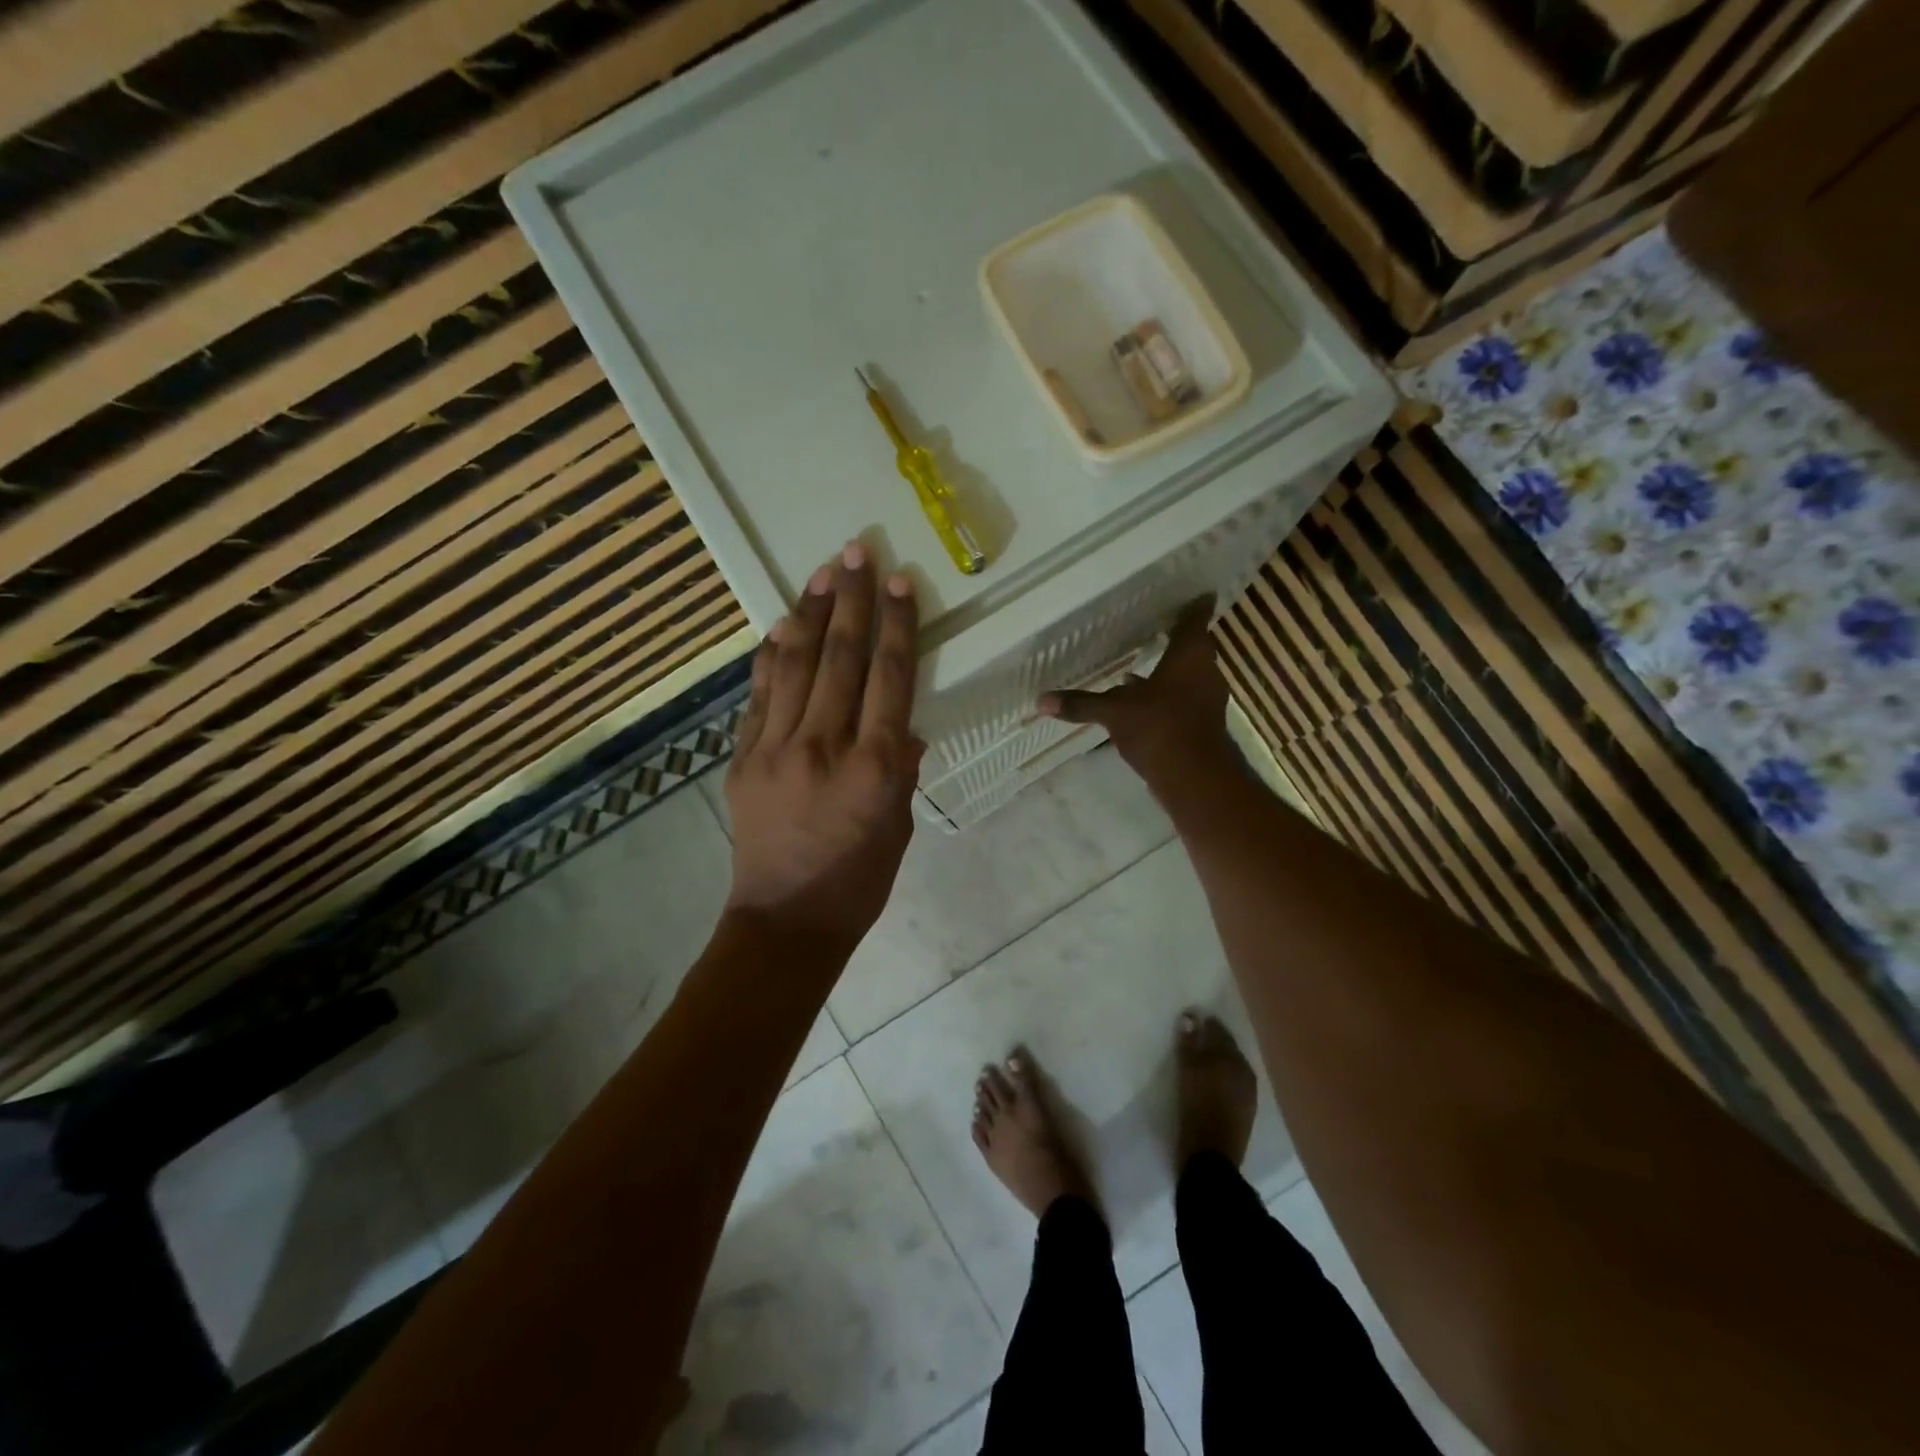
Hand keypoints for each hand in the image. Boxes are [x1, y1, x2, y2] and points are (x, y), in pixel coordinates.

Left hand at [724, 543, 923, 948]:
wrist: (784, 923)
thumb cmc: (857, 882)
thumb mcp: (899, 826)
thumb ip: (900, 769)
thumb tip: (902, 728)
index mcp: (874, 767)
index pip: (889, 677)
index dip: (897, 624)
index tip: (900, 581)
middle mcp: (824, 746)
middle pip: (841, 658)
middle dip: (852, 599)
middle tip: (857, 551)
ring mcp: (775, 749)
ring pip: (796, 666)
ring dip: (811, 614)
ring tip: (824, 572)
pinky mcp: (743, 759)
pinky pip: (759, 696)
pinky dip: (772, 658)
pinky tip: (782, 627)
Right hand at [1038, 597, 1232, 783]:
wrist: (1194, 777)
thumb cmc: (1159, 727)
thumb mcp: (1114, 711)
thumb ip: (1081, 703)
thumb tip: (1041, 700)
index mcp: (1190, 655)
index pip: (1195, 618)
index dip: (1194, 604)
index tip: (1194, 591)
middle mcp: (1204, 671)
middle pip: (1193, 647)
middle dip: (1175, 639)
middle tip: (1155, 625)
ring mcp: (1205, 699)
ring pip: (1187, 675)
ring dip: (1168, 671)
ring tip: (1140, 664)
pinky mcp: (1200, 723)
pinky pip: (1181, 699)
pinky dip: (1165, 696)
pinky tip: (1140, 702)